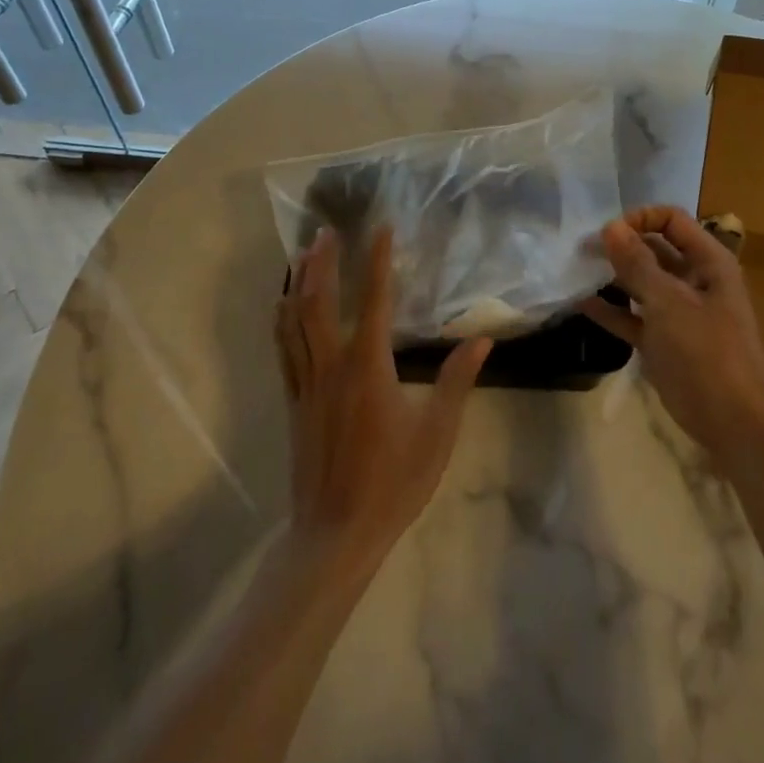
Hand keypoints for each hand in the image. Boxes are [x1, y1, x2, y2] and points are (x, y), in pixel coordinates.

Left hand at [274, 227, 491, 582]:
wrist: (335, 534)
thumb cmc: (392, 483)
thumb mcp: (436, 435)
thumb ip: (456, 382)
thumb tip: (481, 339)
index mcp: (368, 367)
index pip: (373, 300)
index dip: (377, 260)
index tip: (381, 228)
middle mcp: (332, 365)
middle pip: (320, 301)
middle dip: (323, 262)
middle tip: (327, 231)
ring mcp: (306, 383)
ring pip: (295, 320)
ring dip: (300, 282)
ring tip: (304, 253)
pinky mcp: (293, 401)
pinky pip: (283, 348)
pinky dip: (282, 318)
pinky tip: (283, 303)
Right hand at [581, 207, 763, 455]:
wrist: (736, 425)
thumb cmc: (707, 352)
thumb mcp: (669, 303)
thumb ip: (637, 263)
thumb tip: (610, 227)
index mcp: (708, 262)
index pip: (672, 221)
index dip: (640, 219)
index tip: (607, 232)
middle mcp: (694, 280)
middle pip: (654, 249)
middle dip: (620, 245)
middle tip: (581, 248)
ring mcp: (678, 313)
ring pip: (642, 283)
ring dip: (613, 276)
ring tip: (577, 269)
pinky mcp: (664, 343)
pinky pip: (633, 318)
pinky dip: (611, 311)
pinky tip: (582, 303)